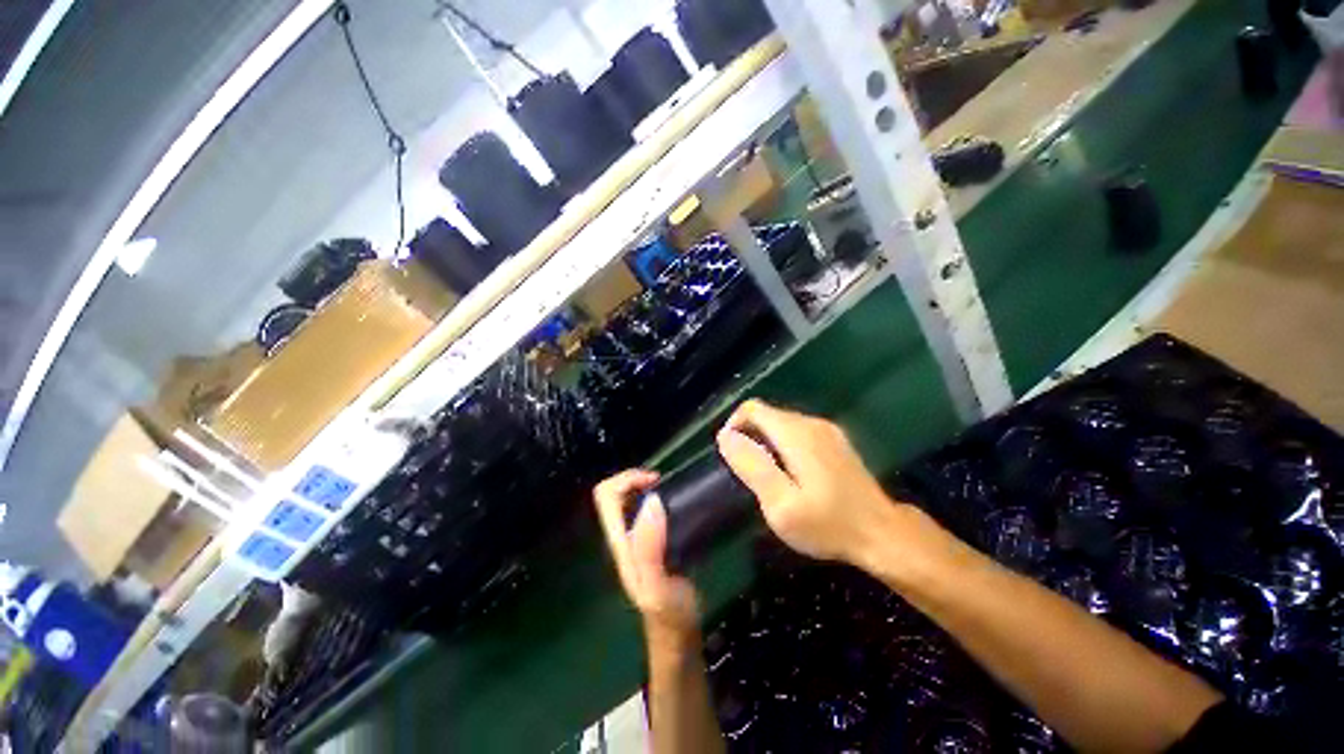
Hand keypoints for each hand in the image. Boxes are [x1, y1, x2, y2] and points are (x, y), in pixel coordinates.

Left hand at [593, 470, 700, 643]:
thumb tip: (651, 502)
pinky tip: (674, 505)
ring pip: (627, 499)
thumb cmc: (669, 615)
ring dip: (644, 487)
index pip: (606, 496)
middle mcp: (622, 535)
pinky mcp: (649, 540)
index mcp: (619, 541)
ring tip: (670, 489)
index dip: (626, 480)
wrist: (677, 634)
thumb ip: (650, 549)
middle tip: (662, 482)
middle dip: (634, 479)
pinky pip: (644, 508)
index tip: (655, 481)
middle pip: (613, 493)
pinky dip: (655, 497)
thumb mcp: (659, 587)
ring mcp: (635, 538)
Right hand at [716, 400, 899, 565]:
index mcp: (796, 433)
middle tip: (748, 473)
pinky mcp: (836, 442)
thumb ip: (752, 466)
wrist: (884, 535)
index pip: (752, 409)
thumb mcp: (781, 504)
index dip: (734, 425)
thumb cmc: (828, 524)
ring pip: (782, 423)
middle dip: (749, 436)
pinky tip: (791, 475)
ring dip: (766, 442)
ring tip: (767, 477)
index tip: (731, 455)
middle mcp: (812, 423)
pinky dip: (783, 445)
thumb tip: (726, 436)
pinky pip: (798, 432)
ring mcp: (828, 431)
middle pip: (767, 415)